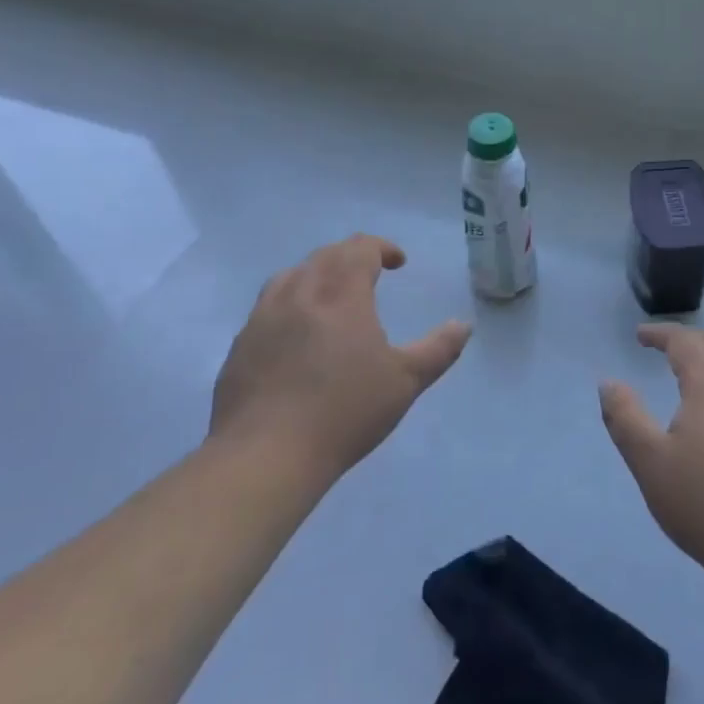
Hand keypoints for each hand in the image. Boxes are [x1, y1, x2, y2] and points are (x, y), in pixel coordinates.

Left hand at [211, 234, 470, 483]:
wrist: (264, 455)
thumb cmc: (344, 411)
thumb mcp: (405, 381)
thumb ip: (439, 349)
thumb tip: (463, 325)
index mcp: (340, 292)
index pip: (359, 248)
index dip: (382, 248)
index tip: (398, 263)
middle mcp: (299, 292)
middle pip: (325, 256)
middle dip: (352, 257)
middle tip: (370, 275)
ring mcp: (262, 316)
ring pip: (291, 276)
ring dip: (317, 275)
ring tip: (332, 297)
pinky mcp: (240, 345)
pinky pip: (268, 307)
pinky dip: (290, 304)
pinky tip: (297, 335)